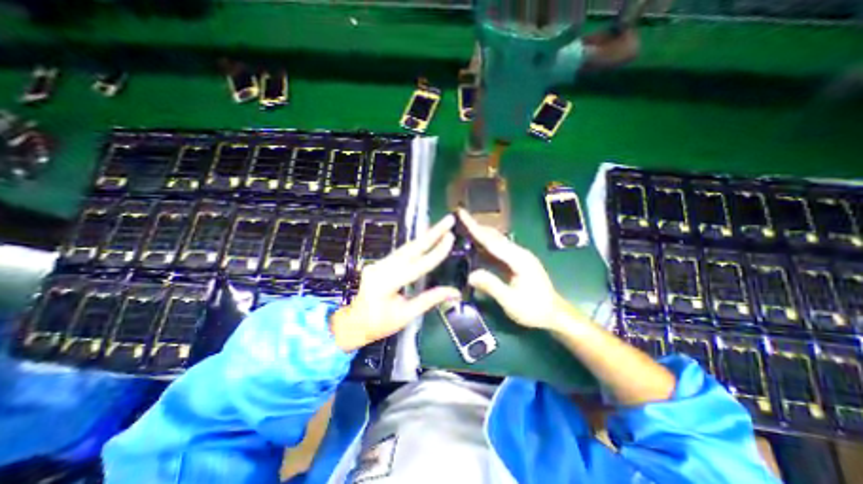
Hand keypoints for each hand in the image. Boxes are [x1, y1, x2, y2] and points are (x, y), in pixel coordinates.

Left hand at [331, 215, 460, 351]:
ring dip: (425, 236)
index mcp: (388, 284)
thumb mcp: (406, 315)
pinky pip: (401, 252)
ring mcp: (379, 263)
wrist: (353, 323)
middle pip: (412, 247)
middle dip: (432, 233)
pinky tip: (425, 237)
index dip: (437, 252)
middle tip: (448, 220)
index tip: (451, 237)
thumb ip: (430, 300)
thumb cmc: (379, 324)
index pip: (419, 265)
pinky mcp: (380, 263)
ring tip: (441, 226)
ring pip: (406, 247)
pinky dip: (416, 244)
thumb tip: (455, 292)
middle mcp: (382, 268)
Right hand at [462, 211, 563, 330]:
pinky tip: (476, 246)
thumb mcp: (511, 302)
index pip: (491, 240)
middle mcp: (519, 253)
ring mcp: (519, 256)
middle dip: (476, 226)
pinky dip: (485, 245)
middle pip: (494, 236)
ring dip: (480, 234)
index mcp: (518, 259)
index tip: (462, 215)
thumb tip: (470, 275)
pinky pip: (498, 250)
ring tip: (463, 228)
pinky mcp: (517, 262)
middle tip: (458, 218)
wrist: (555, 314)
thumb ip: (491, 286)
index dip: (475, 228)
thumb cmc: (534, 310)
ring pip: (496, 241)